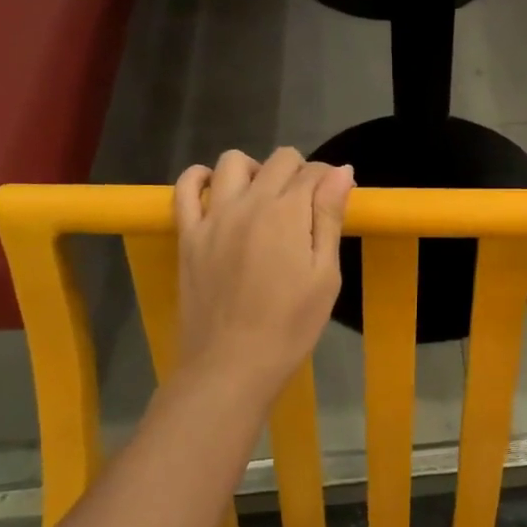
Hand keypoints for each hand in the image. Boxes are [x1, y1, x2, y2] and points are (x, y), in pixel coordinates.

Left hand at [173, 148, 352, 399]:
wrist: (231, 365)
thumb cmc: (290, 326)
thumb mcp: (324, 276)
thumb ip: (329, 218)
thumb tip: (341, 171)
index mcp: (287, 213)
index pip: (313, 172)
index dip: (330, 180)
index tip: (335, 201)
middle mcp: (248, 203)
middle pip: (278, 161)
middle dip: (299, 172)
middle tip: (306, 206)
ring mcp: (212, 217)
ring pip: (232, 162)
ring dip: (254, 169)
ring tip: (264, 197)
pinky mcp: (187, 235)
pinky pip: (185, 188)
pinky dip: (201, 178)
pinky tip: (216, 190)